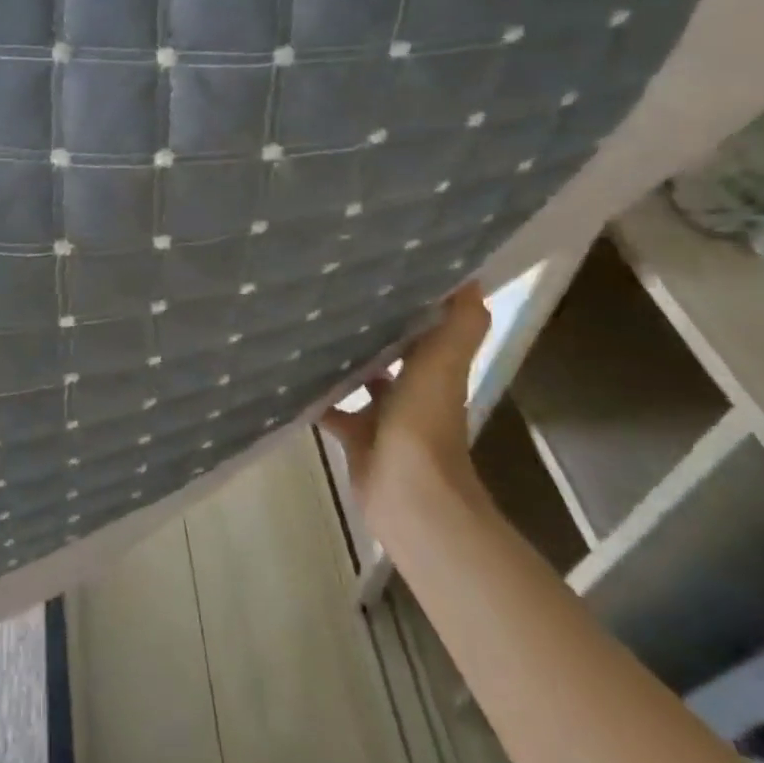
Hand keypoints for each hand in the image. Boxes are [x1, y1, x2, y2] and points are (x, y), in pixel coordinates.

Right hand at [320, 286, 490, 517]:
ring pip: (358, 377)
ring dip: (339, 357)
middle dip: (366, 325)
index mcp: (434, 369)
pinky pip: (331, 409)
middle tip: (331, 289)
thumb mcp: (444, 363)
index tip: (380, 266)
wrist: (410, 496)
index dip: (408, 299)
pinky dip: (315, 395)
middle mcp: (411, 390)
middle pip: (387, 349)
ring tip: (306, 322)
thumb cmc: (425, 423)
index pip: (422, 325)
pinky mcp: (356, 438)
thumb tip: (473, 275)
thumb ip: (460, 323)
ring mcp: (382, 417)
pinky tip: (290, 371)